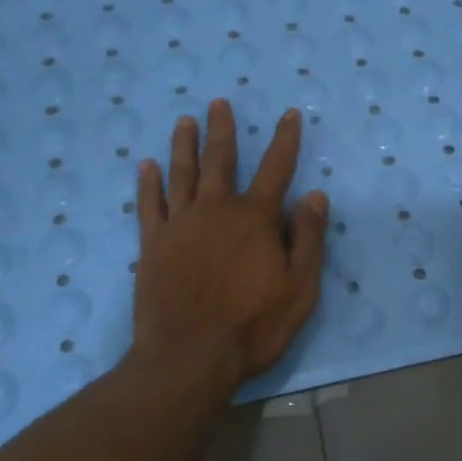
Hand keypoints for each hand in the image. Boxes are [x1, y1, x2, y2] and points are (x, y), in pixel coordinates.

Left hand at [132, 100, 328, 387]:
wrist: (189, 357)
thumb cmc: (253, 326)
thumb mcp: (300, 288)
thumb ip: (309, 239)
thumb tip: (315, 195)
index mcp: (255, 219)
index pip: (277, 169)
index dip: (285, 140)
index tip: (290, 114)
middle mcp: (215, 211)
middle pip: (221, 161)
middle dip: (223, 131)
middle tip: (218, 103)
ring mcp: (179, 226)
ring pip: (181, 174)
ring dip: (184, 145)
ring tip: (185, 121)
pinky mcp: (151, 246)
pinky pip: (149, 205)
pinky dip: (148, 184)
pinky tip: (146, 166)